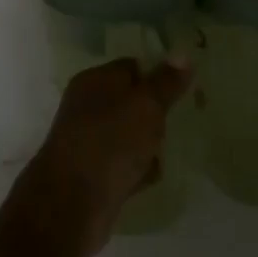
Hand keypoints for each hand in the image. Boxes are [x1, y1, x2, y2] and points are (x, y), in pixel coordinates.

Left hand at [30, 57, 191, 256]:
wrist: (72, 203)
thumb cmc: (110, 142)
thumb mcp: (146, 106)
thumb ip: (166, 82)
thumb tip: (182, 53)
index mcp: (94, 81)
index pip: (131, 67)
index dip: (158, 75)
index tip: (184, 89)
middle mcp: (88, 107)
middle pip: (130, 102)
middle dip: (156, 114)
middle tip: (181, 121)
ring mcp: (89, 141)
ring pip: (128, 135)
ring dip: (148, 144)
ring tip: (169, 150)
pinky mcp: (94, 174)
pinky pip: (124, 165)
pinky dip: (138, 170)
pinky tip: (152, 177)